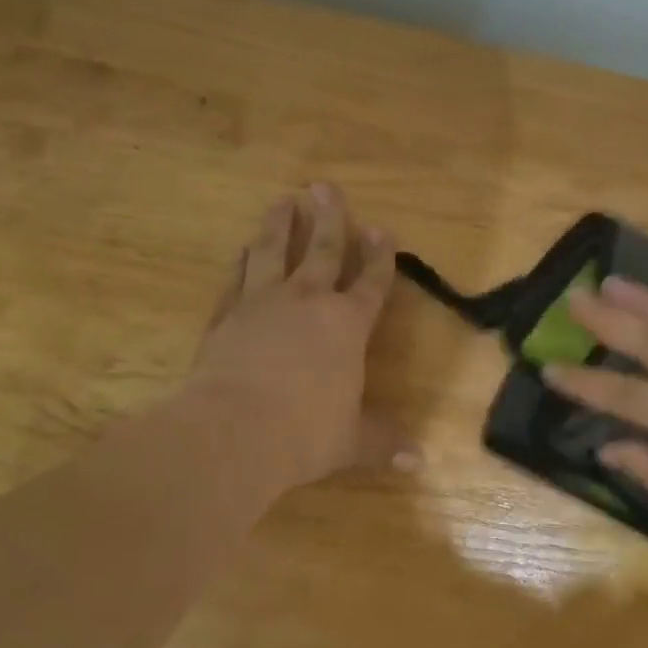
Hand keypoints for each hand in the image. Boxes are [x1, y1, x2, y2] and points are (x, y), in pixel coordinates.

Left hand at [184, 183, 413, 491]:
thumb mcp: (350, 441)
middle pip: (323, 251)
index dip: (380, 256)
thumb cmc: (304, 433)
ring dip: (280, 225)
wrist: (231, 431)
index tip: (382, 229)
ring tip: (283, 200)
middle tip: (324, 187)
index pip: (371, 282)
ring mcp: (263, 304)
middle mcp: (307, 302)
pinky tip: (242, 250)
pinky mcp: (226, 317)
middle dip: (329, 218)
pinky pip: (237, 279)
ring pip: (274, 252)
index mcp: (346, 325)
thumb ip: (383, 442)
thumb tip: (421, 461)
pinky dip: (242, 263)